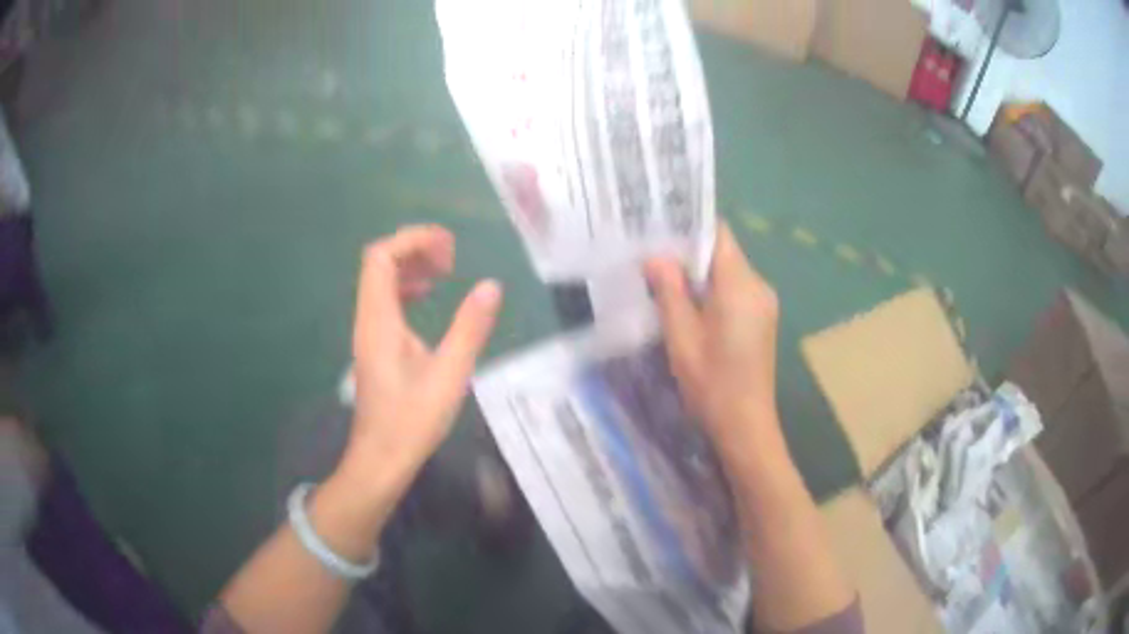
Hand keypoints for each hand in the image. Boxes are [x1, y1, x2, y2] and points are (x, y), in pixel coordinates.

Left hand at [335, 225, 502, 502]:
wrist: (380, 459)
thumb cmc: (412, 421)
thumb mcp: (449, 375)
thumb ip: (470, 328)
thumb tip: (491, 286)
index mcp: (379, 320)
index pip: (381, 257)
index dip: (412, 241)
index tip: (449, 249)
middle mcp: (367, 319)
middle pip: (379, 263)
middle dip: (413, 249)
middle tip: (451, 258)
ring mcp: (368, 333)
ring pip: (380, 282)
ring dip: (410, 267)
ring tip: (444, 271)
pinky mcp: (373, 346)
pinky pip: (384, 301)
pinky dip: (405, 289)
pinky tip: (427, 299)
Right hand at [644, 223, 780, 458]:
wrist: (746, 426)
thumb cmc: (712, 384)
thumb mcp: (682, 337)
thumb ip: (670, 292)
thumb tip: (657, 257)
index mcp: (741, 285)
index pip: (718, 234)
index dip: (689, 228)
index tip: (659, 230)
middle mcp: (758, 286)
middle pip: (723, 253)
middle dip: (688, 254)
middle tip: (651, 259)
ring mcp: (764, 304)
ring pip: (728, 273)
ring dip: (699, 276)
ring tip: (664, 283)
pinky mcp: (762, 320)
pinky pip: (735, 292)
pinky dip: (712, 293)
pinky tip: (689, 309)